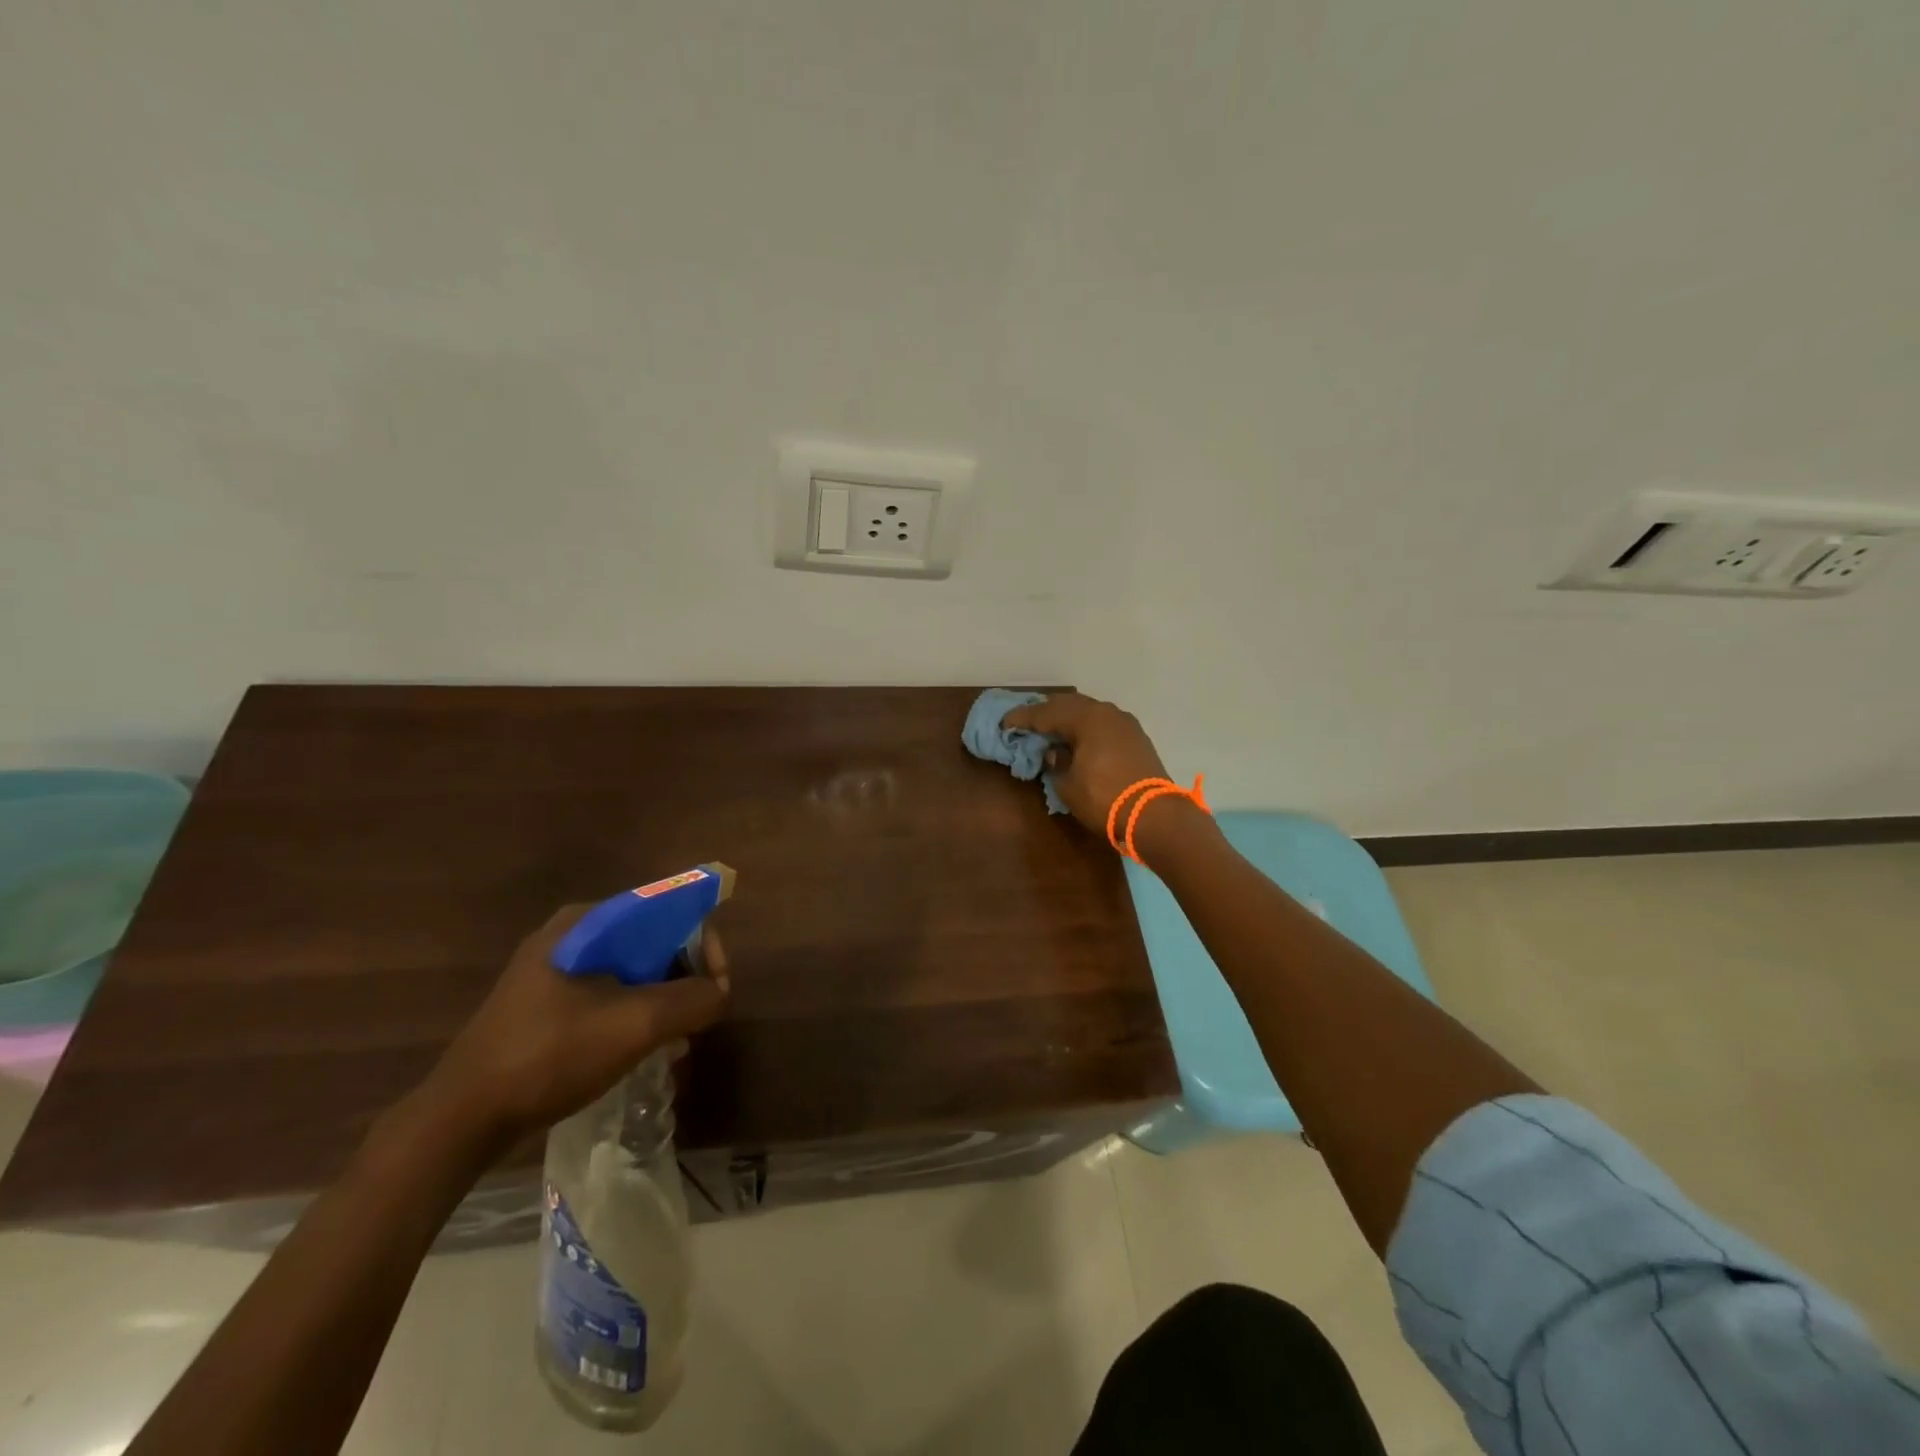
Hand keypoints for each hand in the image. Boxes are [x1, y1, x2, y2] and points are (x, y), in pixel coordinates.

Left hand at [422, 905, 729, 1144]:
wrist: (459, 1121)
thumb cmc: (549, 1057)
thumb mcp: (634, 1026)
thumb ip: (692, 1000)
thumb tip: (720, 991)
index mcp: (587, 922)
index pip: (668, 910)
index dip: (703, 944)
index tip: (718, 987)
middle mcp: (572, 935)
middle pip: (651, 940)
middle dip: (685, 978)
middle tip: (700, 1019)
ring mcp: (554, 971)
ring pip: (632, 971)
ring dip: (664, 1001)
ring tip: (678, 1042)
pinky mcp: (545, 1005)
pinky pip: (609, 995)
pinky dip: (636, 1016)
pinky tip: (646, 1051)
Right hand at [1002, 692, 1169, 835]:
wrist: (1155, 816)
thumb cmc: (1104, 798)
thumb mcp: (1068, 785)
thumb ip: (1057, 763)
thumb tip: (1056, 752)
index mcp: (1087, 718)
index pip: (1046, 713)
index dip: (1023, 719)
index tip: (1005, 723)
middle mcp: (1107, 713)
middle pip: (1070, 705)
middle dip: (1047, 712)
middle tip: (1027, 721)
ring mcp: (1126, 724)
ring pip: (1090, 712)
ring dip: (1069, 718)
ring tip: (1052, 728)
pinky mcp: (1137, 739)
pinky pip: (1104, 724)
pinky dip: (1086, 728)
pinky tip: (1079, 738)